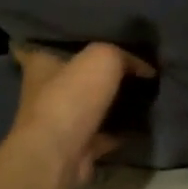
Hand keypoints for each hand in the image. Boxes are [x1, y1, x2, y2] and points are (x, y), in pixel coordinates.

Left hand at [7, 42, 155, 186]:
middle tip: (135, 62)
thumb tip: (145, 69)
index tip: (96, 34)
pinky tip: (144, 121)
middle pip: (76, 74)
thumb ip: (125, 56)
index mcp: (42, 63)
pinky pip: (105, 132)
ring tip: (146, 90)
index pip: (50, 42)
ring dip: (113, 101)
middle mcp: (46, 90)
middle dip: (101, 70)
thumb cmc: (72, 97)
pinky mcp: (77, 145)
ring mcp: (60, 121)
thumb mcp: (104, 57)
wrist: (60, 155)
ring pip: (92, 104)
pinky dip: (121, 129)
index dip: (70, 36)